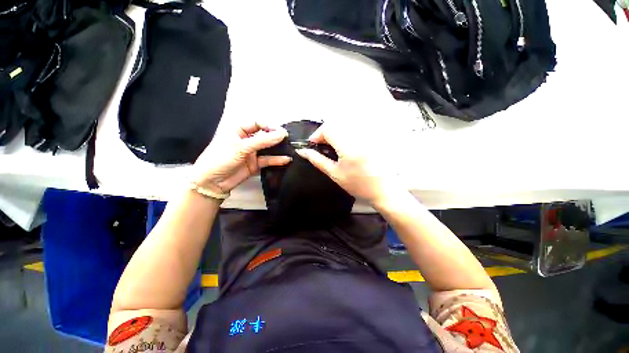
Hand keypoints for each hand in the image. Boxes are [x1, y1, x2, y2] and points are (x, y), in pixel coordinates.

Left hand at [190, 122, 290, 194]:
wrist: (212, 183)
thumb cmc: (221, 158)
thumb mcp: (241, 147)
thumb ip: (263, 141)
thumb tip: (282, 134)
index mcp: (238, 130)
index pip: (257, 123)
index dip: (269, 126)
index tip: (281, 132)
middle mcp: (246, 140)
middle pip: (264, 135)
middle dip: (275, 137)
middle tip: (289, 139)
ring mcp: (251, 153)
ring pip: (267, 148)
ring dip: (278, 148)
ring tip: (290, 148)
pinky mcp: (255, 164)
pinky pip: (268, 160)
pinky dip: (276, 160)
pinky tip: (286, 159)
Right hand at [295, 122, 403, 204]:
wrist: (383, 189)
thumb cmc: (357, 185)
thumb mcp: (335, 174)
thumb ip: (317, 161)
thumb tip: (302, 151)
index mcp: (349, 147)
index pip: (329, 128)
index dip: (317, 134)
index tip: (313, 144)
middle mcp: (359, 136)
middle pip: (336, 123)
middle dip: (325, 132)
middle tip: (322, 145)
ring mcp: (368, 135)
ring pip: (345, 124)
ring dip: (335, 132)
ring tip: (332, 146)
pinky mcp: (373, 136)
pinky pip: (355, 128)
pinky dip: (345, 133)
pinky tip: (345, 145)